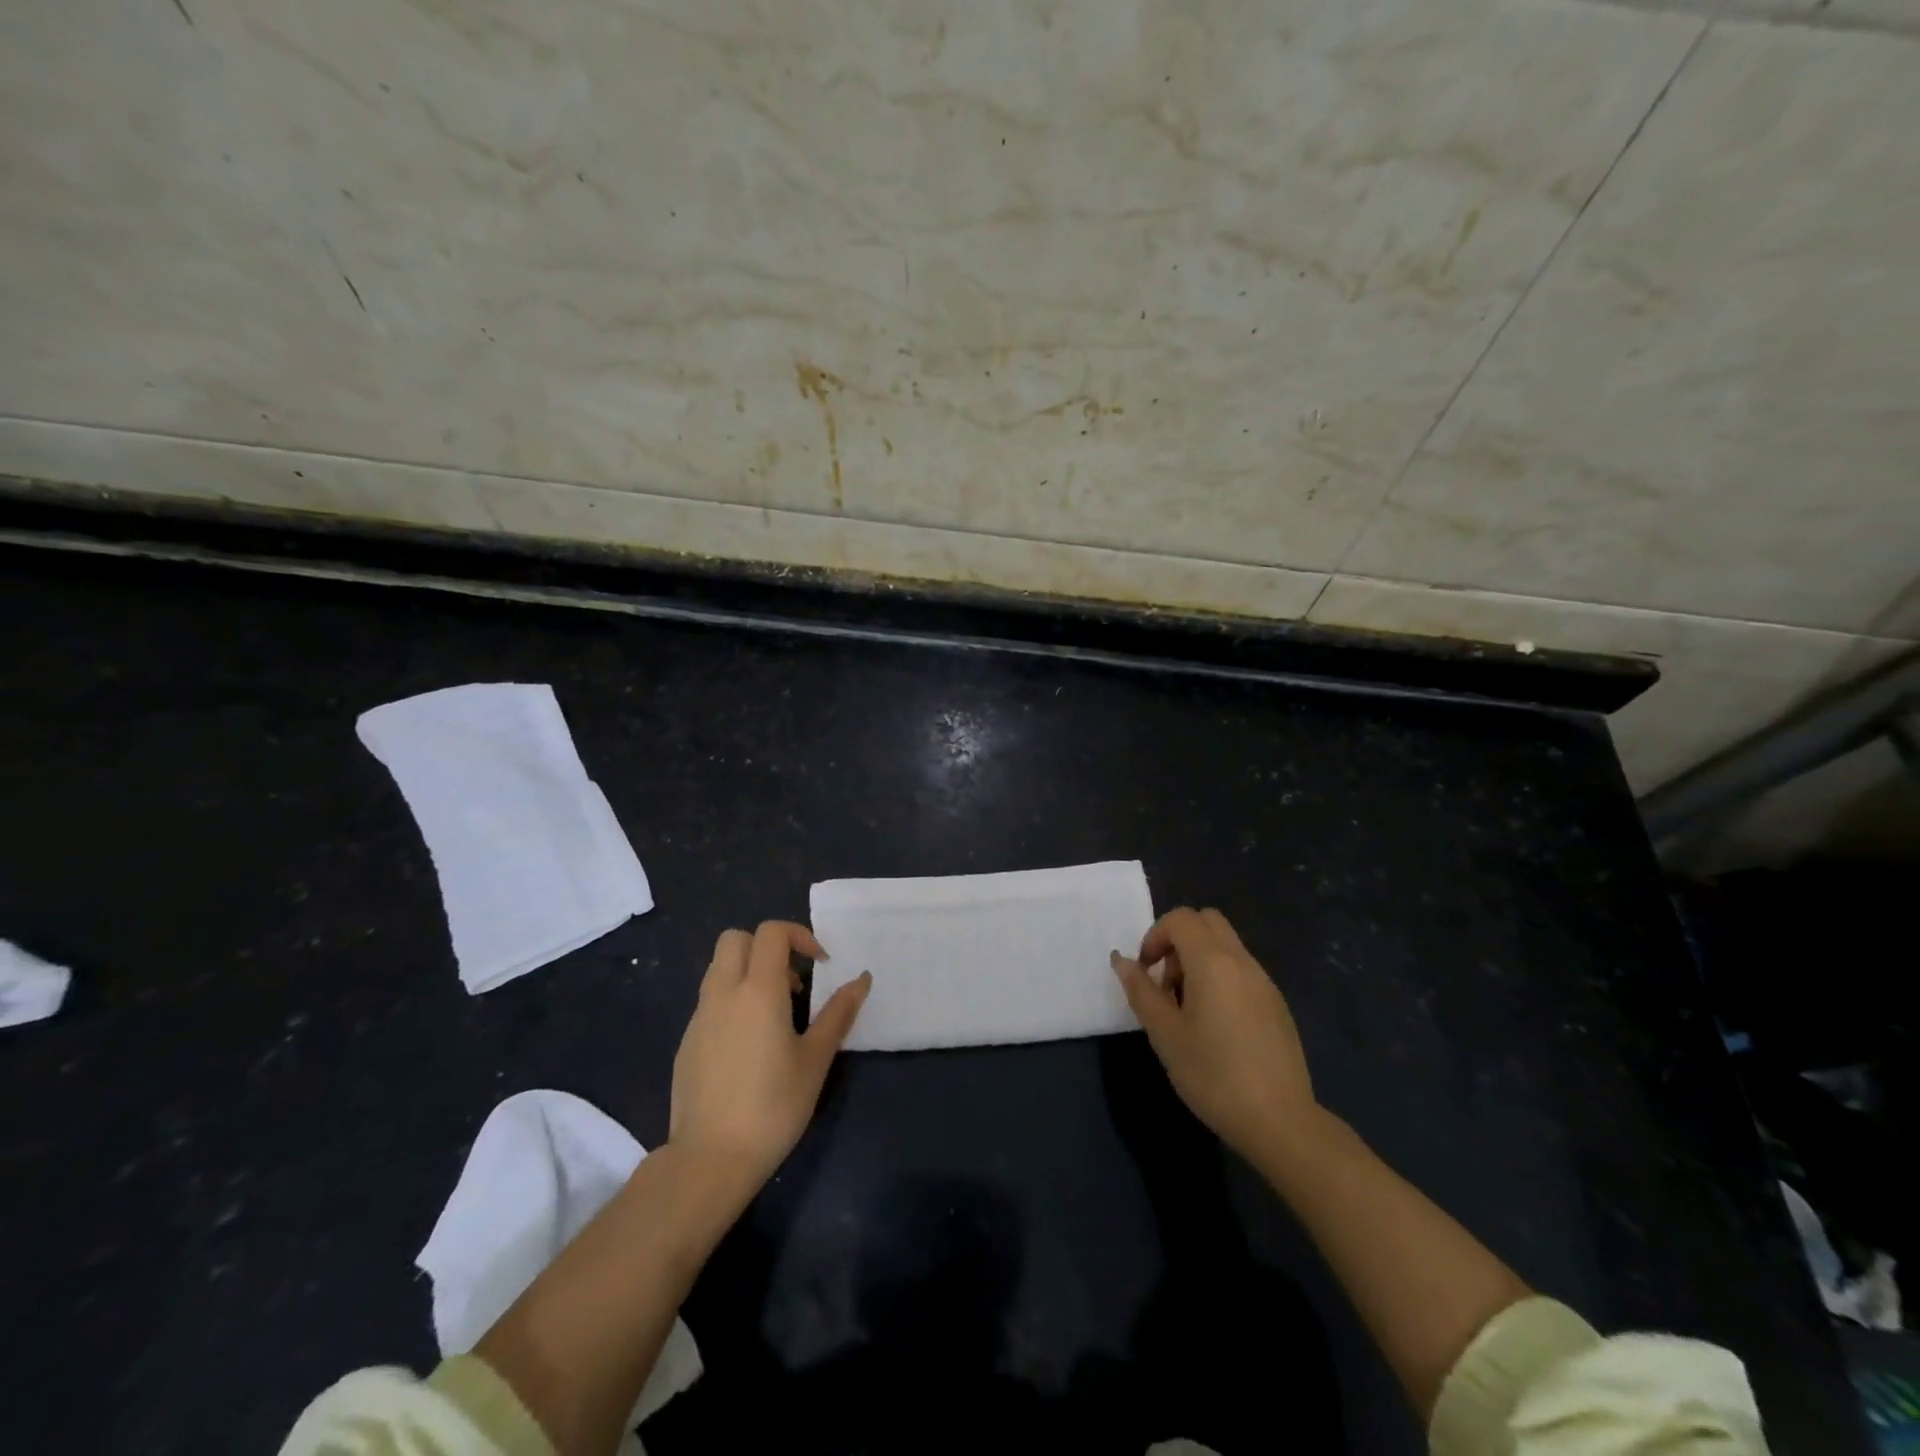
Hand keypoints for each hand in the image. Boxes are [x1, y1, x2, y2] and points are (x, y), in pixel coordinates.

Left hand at [669, 921, 869, 1188]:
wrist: (710, 1159)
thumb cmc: (773, 1106)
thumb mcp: (815, 1059)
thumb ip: (839, 1013)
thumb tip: (862, 978)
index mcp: (758, 991)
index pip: (771, 933)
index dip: (799, 935)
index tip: (820, 964)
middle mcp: (724, 993)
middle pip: (735, 938)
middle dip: (766, 946)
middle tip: (792, 981)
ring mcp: (699, 1017)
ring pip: (719, 968)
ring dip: (747, 972)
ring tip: (774, 1013)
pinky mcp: (687, 1042)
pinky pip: (710, 1001)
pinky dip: (732, 1002)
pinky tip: (749, 1045)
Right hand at [1112, 906, 1317, 1164]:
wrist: (1280, 1121)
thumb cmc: (1213, 1075)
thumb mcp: (1165, 1034)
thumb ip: (1141, 991)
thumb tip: (1122, 960)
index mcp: (1213, 962)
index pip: (1180, 919)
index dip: (1155, 936)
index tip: (1146, 972)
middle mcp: (1242, 961)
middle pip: (1207, 921)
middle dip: (1178, 940)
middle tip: (1166, 982)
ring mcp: (1264, 981)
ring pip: (1226, 945)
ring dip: (1199, 959)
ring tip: (1188, 1008)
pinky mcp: (1277, 1004)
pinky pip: (1242, 970)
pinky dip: (1221, 977)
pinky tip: (1216, 1025)